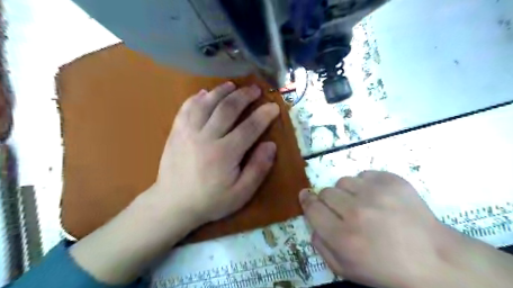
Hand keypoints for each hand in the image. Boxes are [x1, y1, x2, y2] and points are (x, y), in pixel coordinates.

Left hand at [152, 82, 279, 228]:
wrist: (172, 204)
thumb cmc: (211, 201)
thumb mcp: (241, 193)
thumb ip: (258, 168)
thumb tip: (271, 145)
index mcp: (225, 153)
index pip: (249, 127)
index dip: (264, 115)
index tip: (273, 106)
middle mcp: (206, 137)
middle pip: (228, 108)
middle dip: (244, 96)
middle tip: (255, 89)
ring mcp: (188, 132)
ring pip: (207, 103)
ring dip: (221, 91)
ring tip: (232, 85)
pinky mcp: (176, 132)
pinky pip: (186, 108)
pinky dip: (197, 97)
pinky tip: (205, 93)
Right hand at [299, 171, 463, 287]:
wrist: (435, 260)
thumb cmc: (387, 270)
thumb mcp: (347, 270)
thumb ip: (321, 247)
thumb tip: (313, 223)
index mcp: (343, 237)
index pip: (312, 208)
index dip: (307, 200)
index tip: (306, 196)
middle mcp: (356, 212)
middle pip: (326, 192)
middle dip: (329, 201)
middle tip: (343, 210)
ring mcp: (376, 193)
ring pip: (343, 181)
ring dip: (347, 192)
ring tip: (362, 204)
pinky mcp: (392, 181)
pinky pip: (364, 174)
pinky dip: (366, 185)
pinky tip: (378, 198)